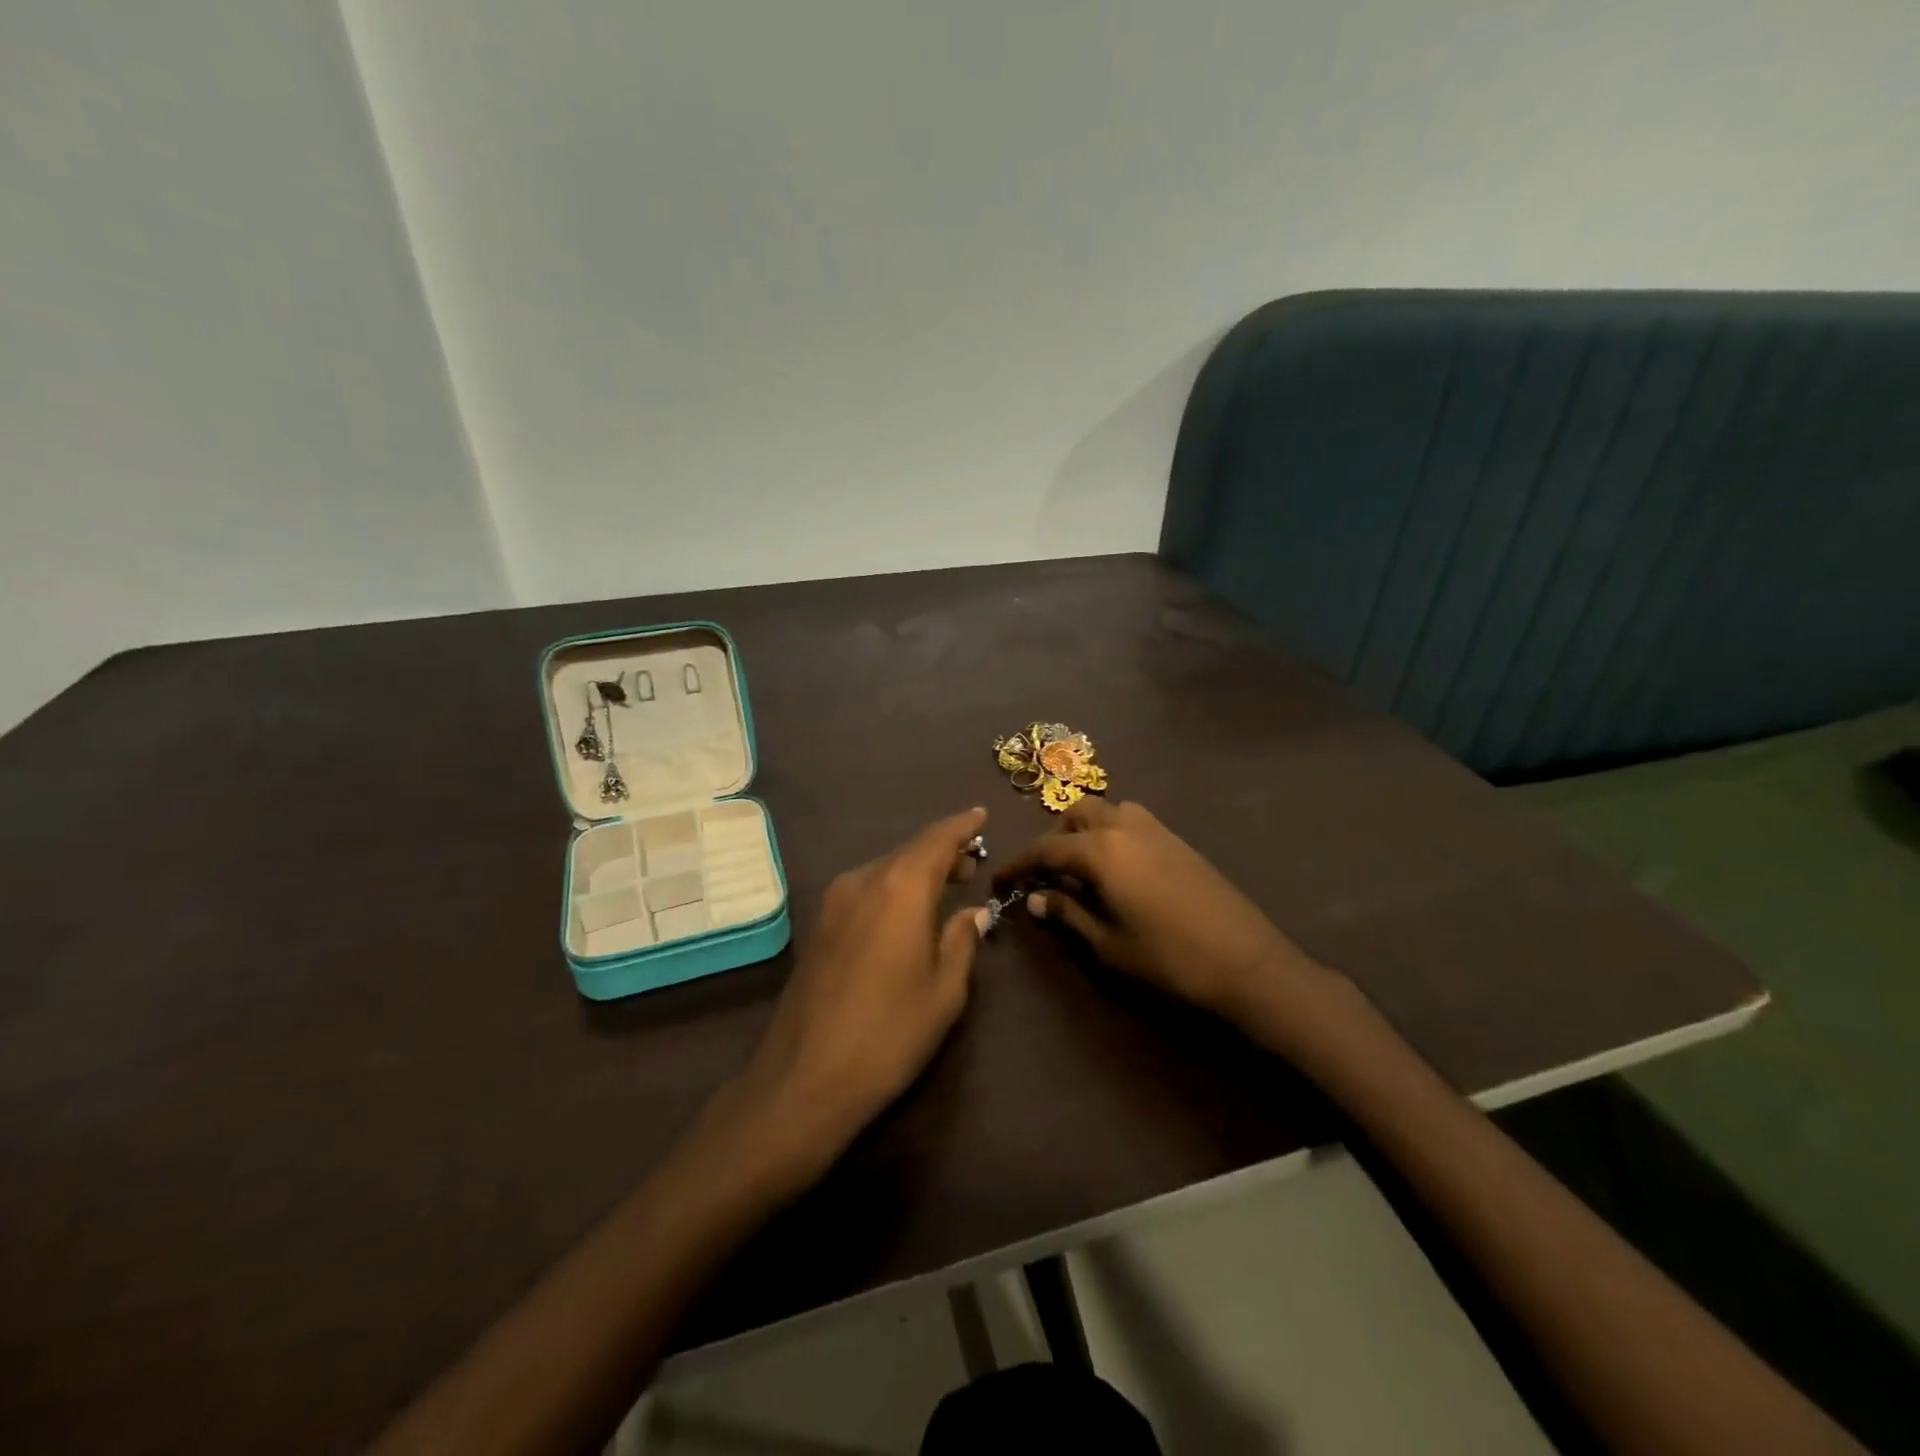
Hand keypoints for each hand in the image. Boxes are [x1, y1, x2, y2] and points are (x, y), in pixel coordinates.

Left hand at [724, 807, 990, 1184]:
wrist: (804, 1078)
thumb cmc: (889, 1034)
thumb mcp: (943, 991)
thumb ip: (961, 940)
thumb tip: (973, 912)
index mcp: (900, 888)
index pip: (937, 839)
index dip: (962, 826)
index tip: (982, 815)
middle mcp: (864, 880)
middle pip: (910, 851)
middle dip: (943, 851)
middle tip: (973, 863)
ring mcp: (835, 901)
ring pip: (885, 869)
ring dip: (917, 870)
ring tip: (947, 885)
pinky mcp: (820, 924)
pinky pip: (866, 889)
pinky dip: (893, 887)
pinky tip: (908, 911)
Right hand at [994, 798, 1319, 1021]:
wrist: (1247, 963)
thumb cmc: (1168, 959)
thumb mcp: (1107, 944)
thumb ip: (1068, 914)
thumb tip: (1036, 899)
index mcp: (1101, 850)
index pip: (1046, 848)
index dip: (1018, 864)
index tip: (999, 880)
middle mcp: (1125, 827)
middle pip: (1077, 814)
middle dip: (1055, 836)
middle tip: (1048, 873)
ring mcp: (1157, 830)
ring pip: (1109, 810)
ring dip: (1087, 829)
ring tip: (1083, 867)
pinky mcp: (1180, 841)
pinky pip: (1134, 821)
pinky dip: (1114, 833)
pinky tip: (1119, 871)